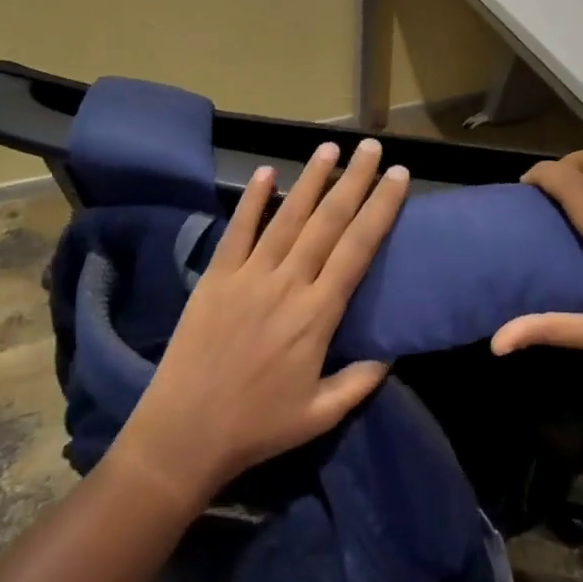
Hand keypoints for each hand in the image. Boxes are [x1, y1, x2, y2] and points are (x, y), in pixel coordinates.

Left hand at [114, 138, 407, 507]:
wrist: (184, 434)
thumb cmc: (257, 426)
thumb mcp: (320, 414)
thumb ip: (359, 381)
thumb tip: (392, 353)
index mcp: (317, 315)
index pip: (358, 248)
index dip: (380, 209)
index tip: (398, 176)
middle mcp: (287, 284)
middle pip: (328, 222)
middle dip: (353, 180)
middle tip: (372, 147)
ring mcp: (248, 276)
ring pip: (286, 217)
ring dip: (310, 179)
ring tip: (329, 148)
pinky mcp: (215, 278)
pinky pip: (237, 231)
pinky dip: (252, 200)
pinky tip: (266, 172)